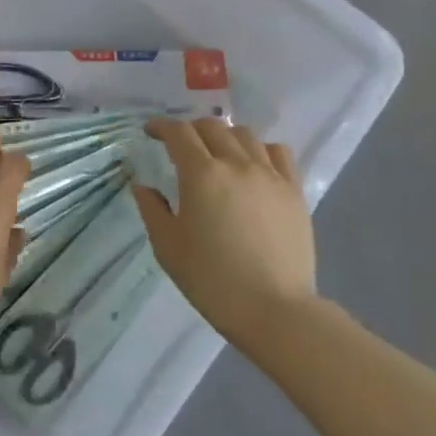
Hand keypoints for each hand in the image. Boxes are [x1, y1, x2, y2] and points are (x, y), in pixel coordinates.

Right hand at [133, 118, 316, 344]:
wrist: (274, 309)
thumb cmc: (211, 280)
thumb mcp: (168, 247)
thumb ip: (152, 209)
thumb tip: (142, 186)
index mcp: (201, 175)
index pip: (178, 133)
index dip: (161, 127)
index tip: (150, 132)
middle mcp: (236, 164)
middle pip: (212, 127)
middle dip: (190, 129)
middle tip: (179, 145)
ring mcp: (270, 175)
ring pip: (245, 134)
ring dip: (224, 136)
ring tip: (216, 153)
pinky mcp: (294, 190)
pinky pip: (278, 152)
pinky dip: (260, 149)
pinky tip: (253, 164)